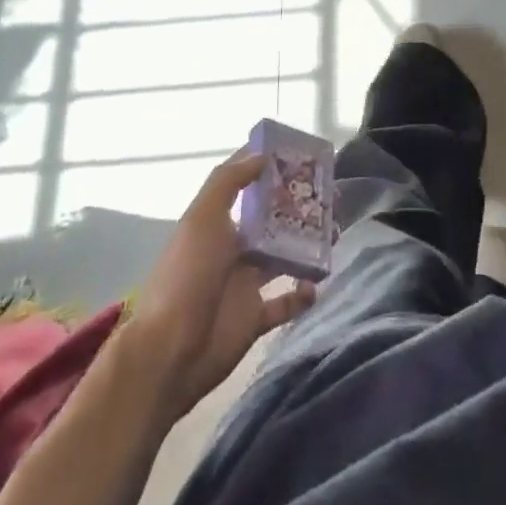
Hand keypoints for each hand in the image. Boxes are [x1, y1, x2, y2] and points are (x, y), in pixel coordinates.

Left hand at [128, 152, 316, 420]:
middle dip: (300, 208)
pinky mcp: (255, 318)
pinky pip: (285, 302)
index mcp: (218, 223)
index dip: (271, 171)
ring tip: (335, 232)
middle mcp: (233, 249)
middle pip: (272, 221)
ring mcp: (245, 284)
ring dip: (308, 246)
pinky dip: (302, 295)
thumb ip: (230, 181)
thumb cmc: (188, 274)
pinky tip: (317, 285)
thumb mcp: (203, 217)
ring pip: (284, 257)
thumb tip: (261, 154)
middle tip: (332, 196)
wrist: (170, 350)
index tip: (303, 158)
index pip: (248, 187)